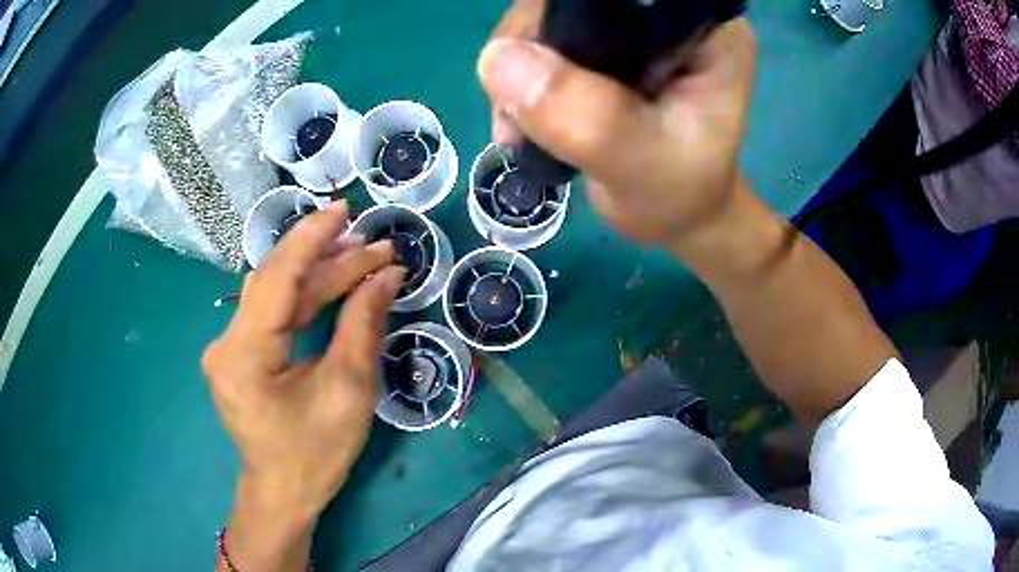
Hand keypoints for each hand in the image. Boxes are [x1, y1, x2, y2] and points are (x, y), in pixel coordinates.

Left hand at [202, 201, 404, 569]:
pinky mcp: (237, 352)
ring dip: (317, 275)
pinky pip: (271, 313)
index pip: (277, 278)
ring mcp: (228, 346)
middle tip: (377, 249)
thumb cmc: (314, 455)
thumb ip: (362, 325)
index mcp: (244, 354)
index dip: (311, 238)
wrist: (283, 493)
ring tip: (362, 258)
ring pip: (274, 294)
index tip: (346, 210)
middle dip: (329, 261)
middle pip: (278, 283)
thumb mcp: (347, 391)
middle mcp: (226, 342)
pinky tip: (332, 285)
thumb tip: (387, 276)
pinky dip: (303, 297)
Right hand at [478, 2, 756, 246]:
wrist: (676, 213)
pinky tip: (519, 116)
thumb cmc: (678, 195)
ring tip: (518, 127)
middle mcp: (668, 13)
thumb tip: (499, 60)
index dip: (567, 14)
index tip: (537, 65)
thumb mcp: (641, 167)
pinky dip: (519, 74)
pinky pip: (543, 35)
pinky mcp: (606, 40)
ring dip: (517, 64)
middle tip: (517, 109)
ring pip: (551, 14)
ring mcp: (635, 24)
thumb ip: (587, 119)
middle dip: (533, 43)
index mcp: (705, 30)